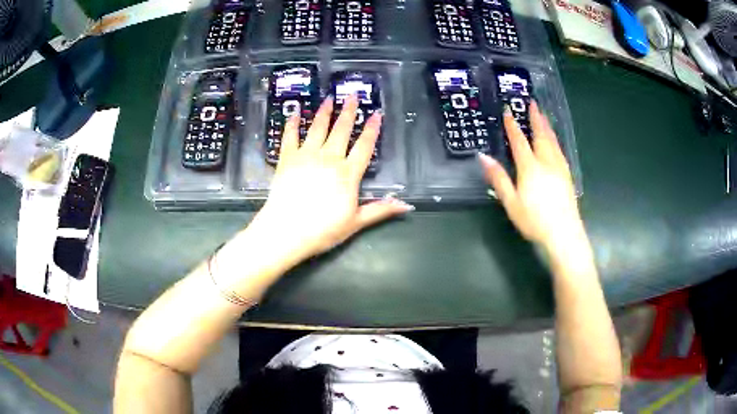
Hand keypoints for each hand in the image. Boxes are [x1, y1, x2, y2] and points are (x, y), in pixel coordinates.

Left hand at [252, 95, 413, 262]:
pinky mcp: (287, 159)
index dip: (372, 130)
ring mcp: (306, 156)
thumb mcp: (356, 222)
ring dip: (325, 112)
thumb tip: (407, 206)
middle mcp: (329, 158)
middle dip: (349, 111)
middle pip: (341, 130)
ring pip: (318, 128)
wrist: (287, 231)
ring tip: (330, 98)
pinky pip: (290, 136)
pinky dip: (293, 123)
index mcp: (348, 173)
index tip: (376, 114)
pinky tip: (295, 112)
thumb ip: (380, 210)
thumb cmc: (323, 230)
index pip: (364, 146)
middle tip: (353, 95)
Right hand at [479, 102, 583, 252]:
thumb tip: (483, 157)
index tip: (508, 111)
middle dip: (536, 118)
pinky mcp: (567, 176)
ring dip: (546, 126)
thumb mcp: (511, 202)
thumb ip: (498, 178)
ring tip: (543, 116)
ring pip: (553, 141)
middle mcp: (547, 162)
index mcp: (530, 167)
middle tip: (533, 103)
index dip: (513, 125)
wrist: (564, 234)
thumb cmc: (535, 220)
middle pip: (541, 135)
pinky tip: (554, 141)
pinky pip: (559, 150)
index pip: (520, 141)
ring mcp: (560, 168)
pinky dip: (555, 140)